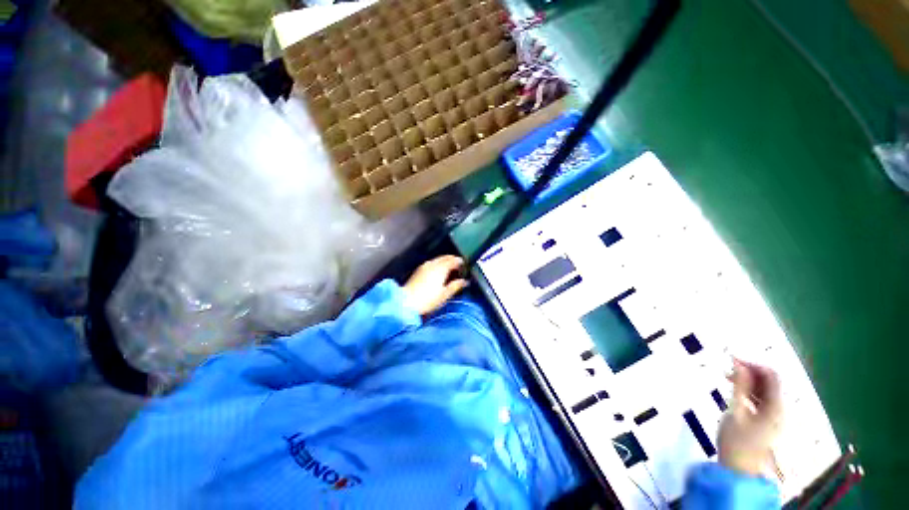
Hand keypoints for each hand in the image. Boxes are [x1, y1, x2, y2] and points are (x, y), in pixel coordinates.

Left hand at [402, 255, 468, 315]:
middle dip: (453, 260)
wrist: (406, 302)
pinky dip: (438, 264)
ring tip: (449, 270)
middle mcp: (433, 264)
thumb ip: (455, 286)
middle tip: (458, 267)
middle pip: (445, 257)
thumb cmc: (428, 300)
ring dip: (445, 262)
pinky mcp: (419, 270)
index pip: (453, 260)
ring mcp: (425, 266)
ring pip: (438, 259)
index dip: (460, 262)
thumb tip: (464, 281)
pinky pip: (432, 263)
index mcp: (441, 268)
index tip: (465, 266)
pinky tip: (438, 273)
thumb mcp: (445, 295)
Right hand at [718, 360, 782, 476]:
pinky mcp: (770, 422)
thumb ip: (739, 386)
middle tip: (727, 369)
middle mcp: (782, 409)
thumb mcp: (735, 411)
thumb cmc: (736, 440)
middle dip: (750, 372)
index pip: (772, 376)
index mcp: (776, 407)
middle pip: (771, 382)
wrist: (740, 469)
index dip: (754, 364)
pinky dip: (751, 392)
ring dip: (749, 382)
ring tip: (728, 380)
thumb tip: (739, 363)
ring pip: (767, 391)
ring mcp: (777, 417)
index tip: (732, 359)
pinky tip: (736, 393)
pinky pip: (764, 400)